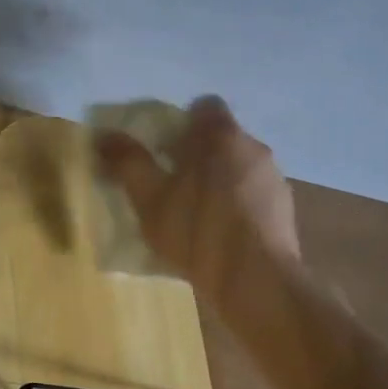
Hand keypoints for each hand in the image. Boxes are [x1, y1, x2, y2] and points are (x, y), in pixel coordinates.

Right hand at [94, 96, 303, 314]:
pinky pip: (253, 196)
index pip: (203, 106)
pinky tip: (218, 235)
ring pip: (238, 168)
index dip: (180, 123)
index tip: (161, 149)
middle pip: (221, 138)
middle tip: (168, 182)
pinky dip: (235, 206)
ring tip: (192, 213)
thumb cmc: (197, 230)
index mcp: (221, 135)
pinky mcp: (284, 211)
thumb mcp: (149, 198)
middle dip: (196, 154)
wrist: (256, 282)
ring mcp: (274, 179)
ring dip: (217, 181)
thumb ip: (128, 162)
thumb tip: (104, 134)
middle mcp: (254, 147)